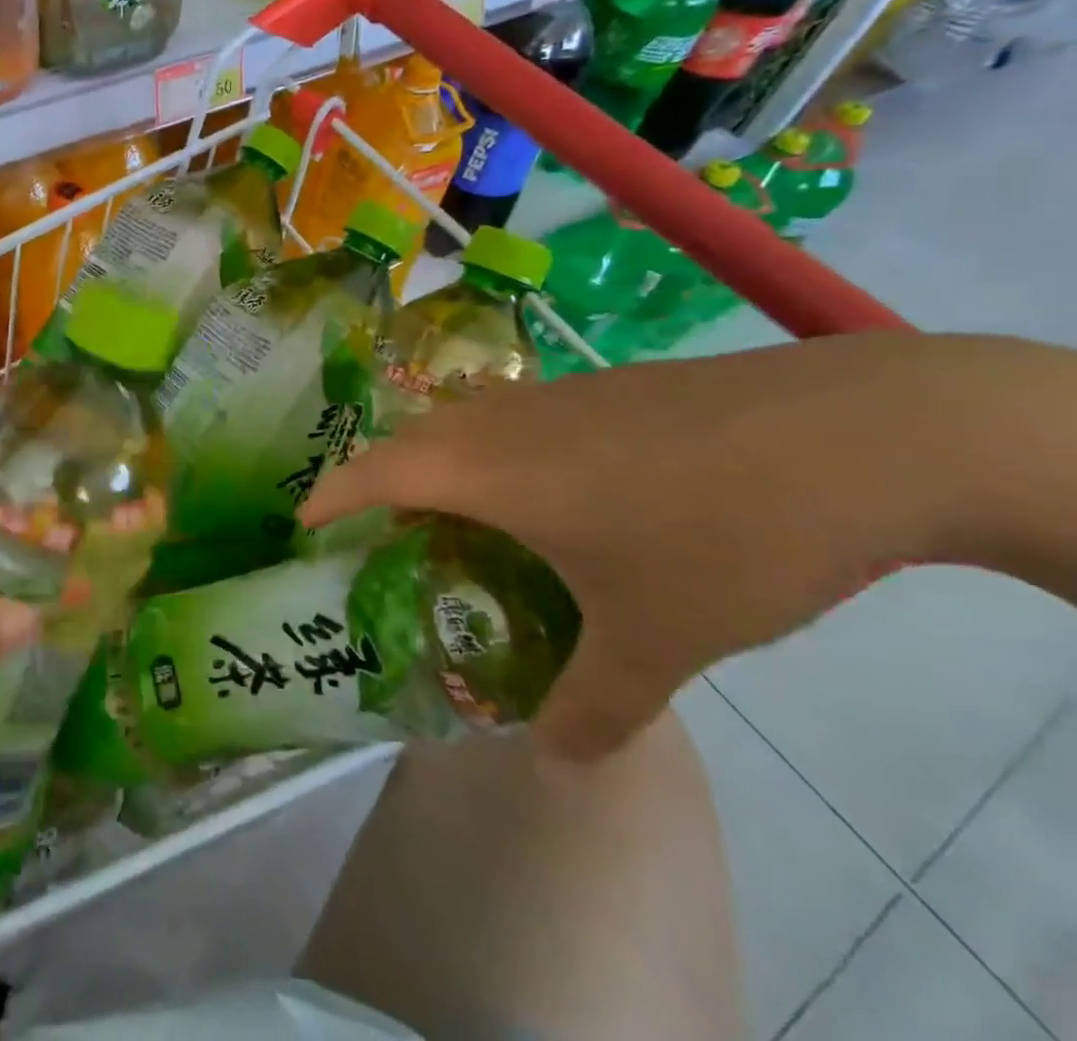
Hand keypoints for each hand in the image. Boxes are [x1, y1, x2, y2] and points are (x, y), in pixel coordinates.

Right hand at [302, 333, 995, 762]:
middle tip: (384, 535)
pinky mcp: (603, 387)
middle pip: (411, 440)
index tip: (301, 522)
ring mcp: (555, 395)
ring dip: (441, 462)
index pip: (375, 472)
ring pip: (464, 423)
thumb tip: (560, 767)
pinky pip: (514, 418)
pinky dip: (496, 450)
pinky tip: (554, 492)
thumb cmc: (722, 535)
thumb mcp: (656, 639)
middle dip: (380, 482)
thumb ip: (596, 708)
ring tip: (458, 517)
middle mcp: (503, 421)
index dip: (330, 495)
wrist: (853, 434)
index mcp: (487, 470)